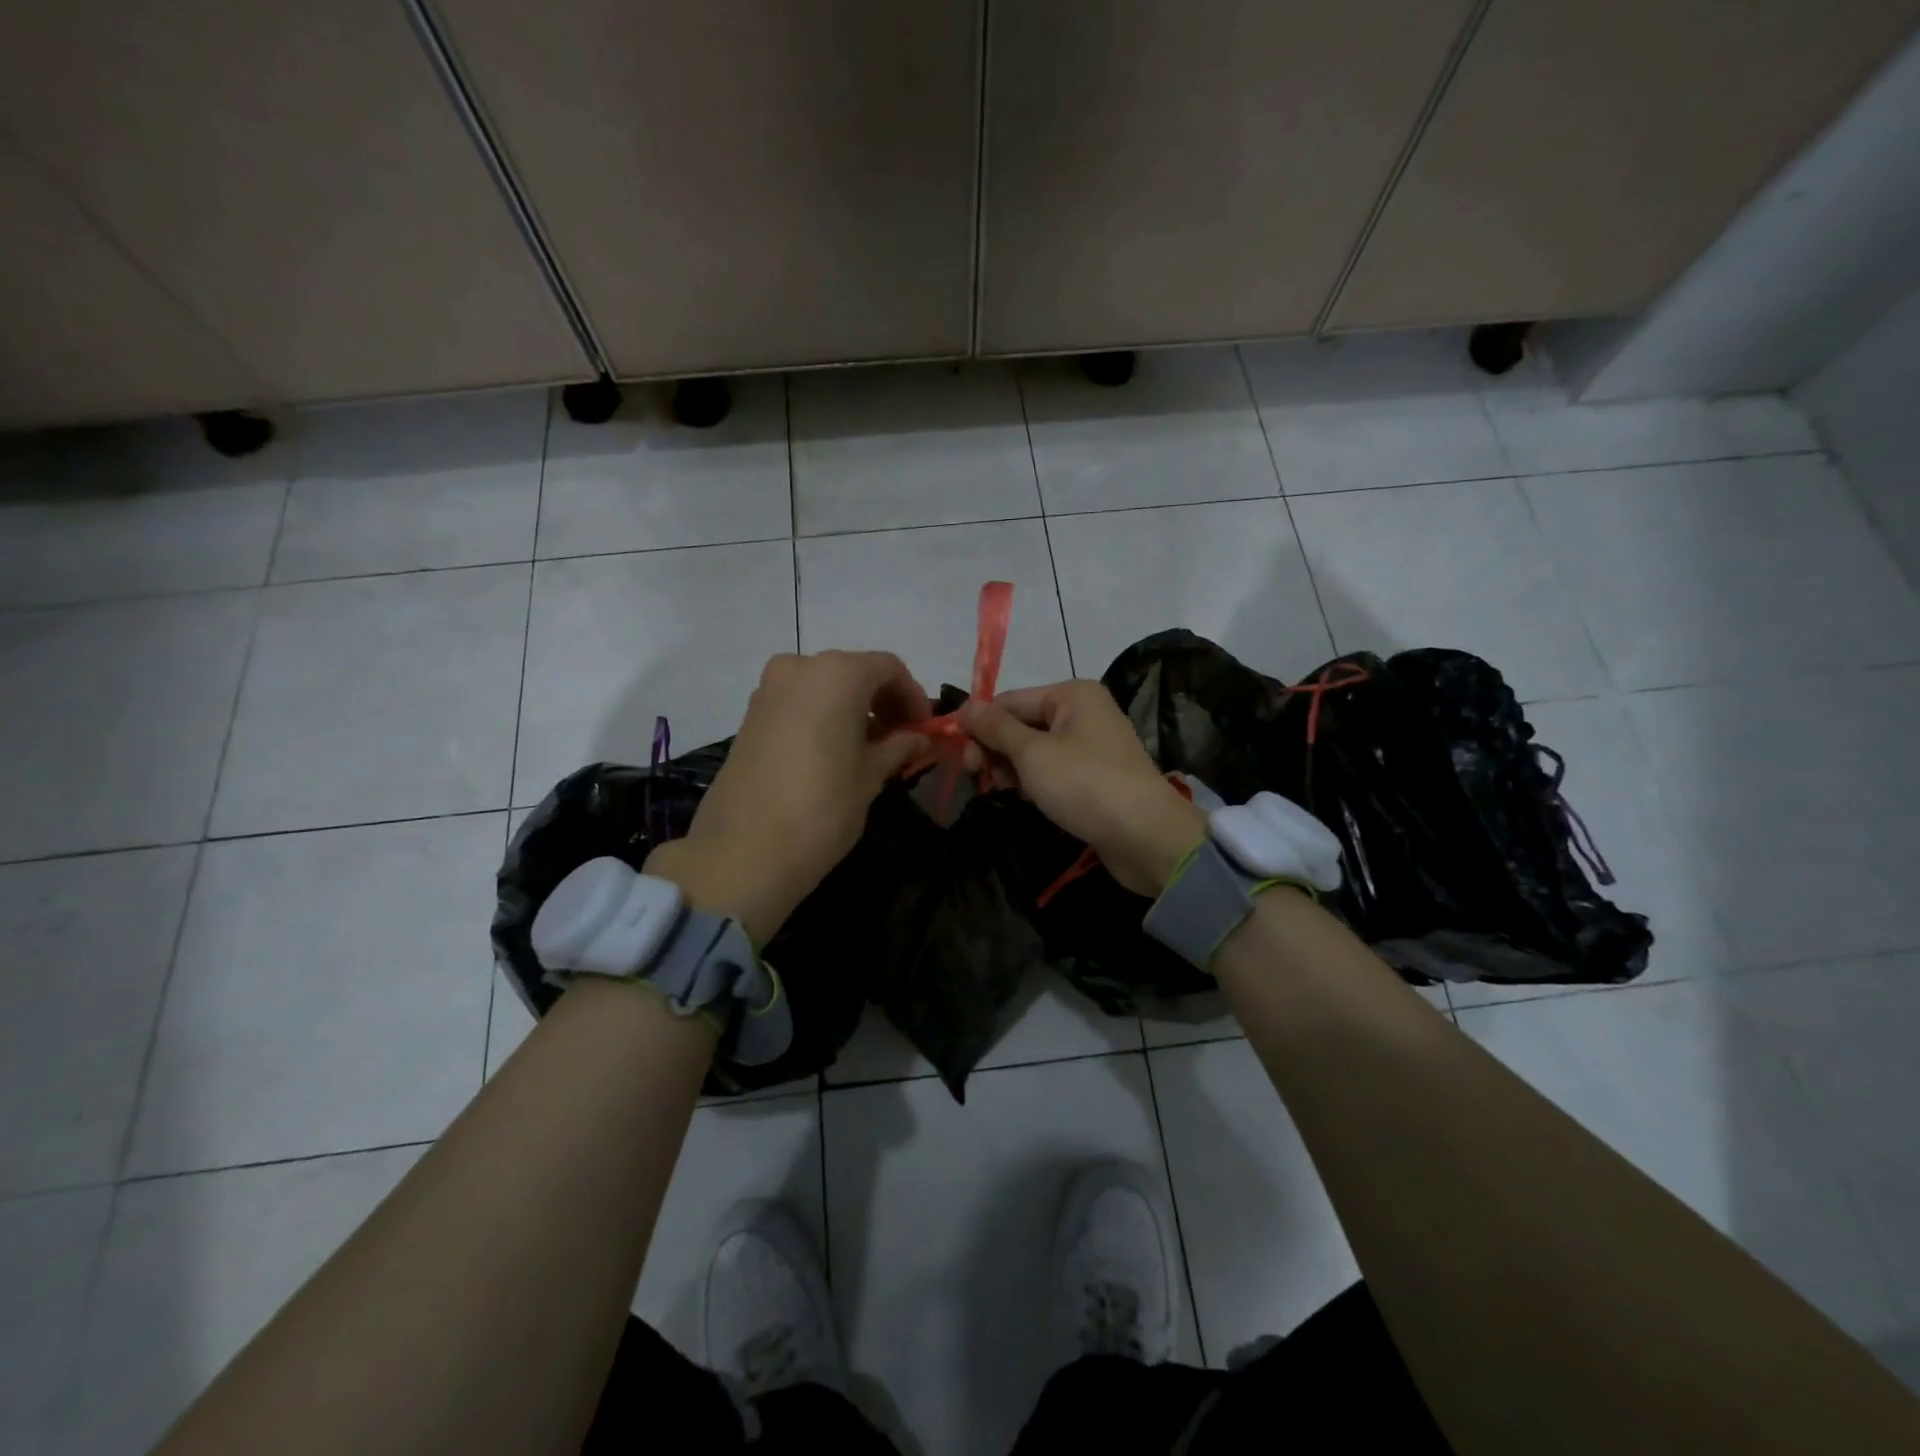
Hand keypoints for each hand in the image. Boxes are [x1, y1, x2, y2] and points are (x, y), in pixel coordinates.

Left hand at [646, 651, 929, 942]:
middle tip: (901, 738)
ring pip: (824, 686)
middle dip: (882, 701)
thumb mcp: (871, 775)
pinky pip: (799, 703)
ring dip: (853, 708)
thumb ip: (899, 746)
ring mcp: (769, 689)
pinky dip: (824, 716)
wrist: (744, 850)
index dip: (913, 696)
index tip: (924, 729)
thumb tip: (919, 737)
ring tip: (870, 749)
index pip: (888, 668)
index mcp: (837, 673)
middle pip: (854, 672)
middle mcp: (800, 667)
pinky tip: (835, 751)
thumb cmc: (822, 807)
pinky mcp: (750, 715)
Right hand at [960, 680, 1205, 896]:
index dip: (980, 724)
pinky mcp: (1095, 775)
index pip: (1010, 700)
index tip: (958, 755)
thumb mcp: (1032, 753)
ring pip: (1035, 748)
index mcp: (1071, 694)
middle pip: (1022, 722)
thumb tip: (965, 705)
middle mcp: (1083, 711)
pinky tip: (1021, 795)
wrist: (1145, 836)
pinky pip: (1053, 768)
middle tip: (977, 776)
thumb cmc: (1084, 784)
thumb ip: (996, 728)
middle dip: (995, 747)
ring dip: (1011, 766)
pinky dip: (1033, 779)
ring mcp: (1091, 744)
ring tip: (996, 788)